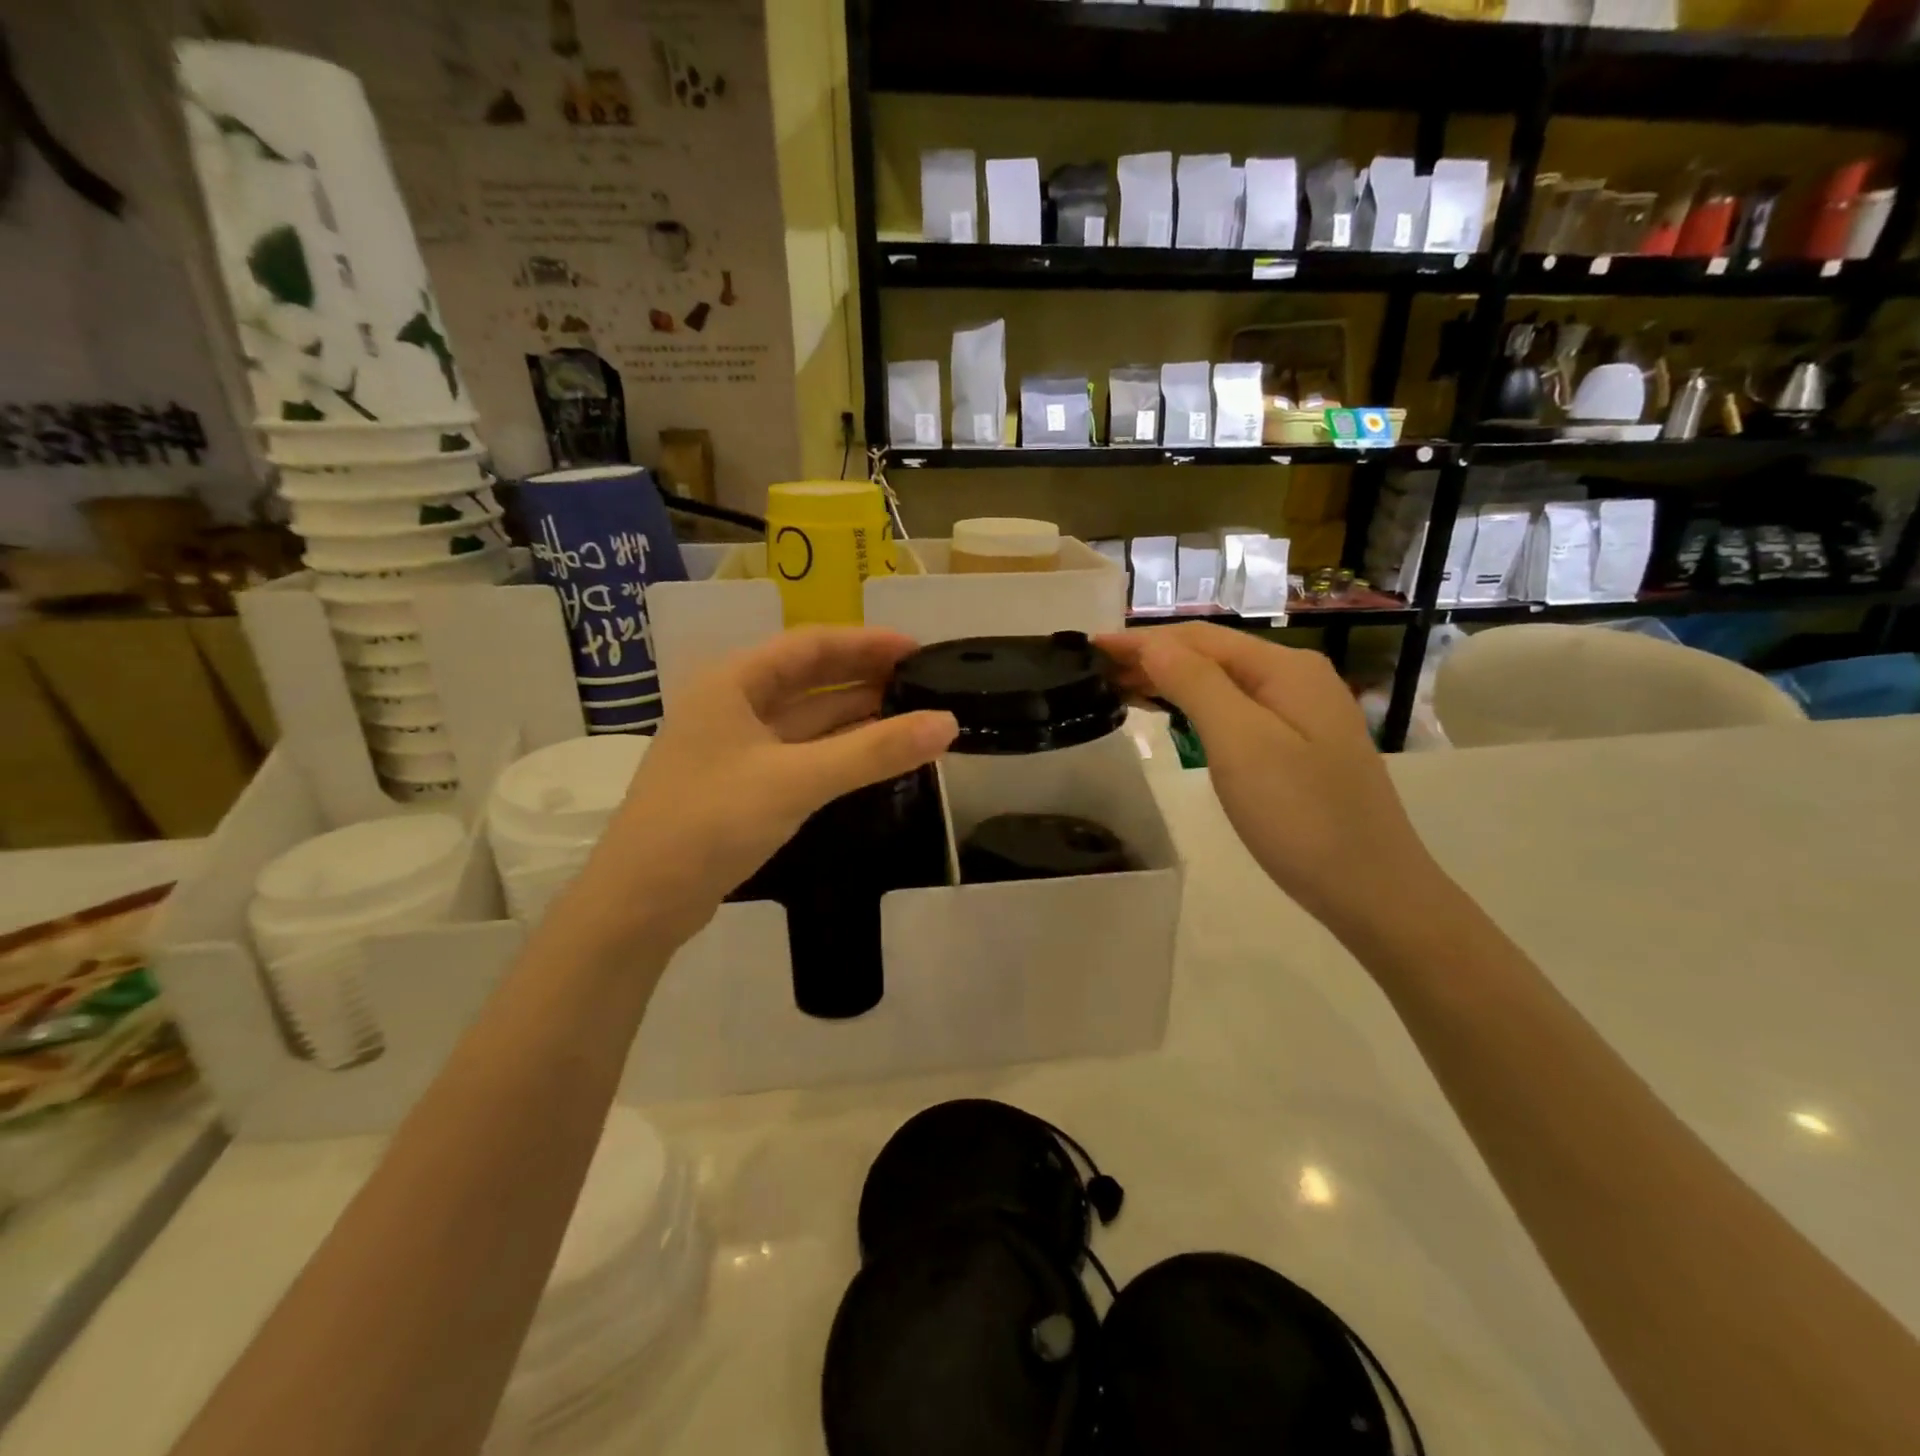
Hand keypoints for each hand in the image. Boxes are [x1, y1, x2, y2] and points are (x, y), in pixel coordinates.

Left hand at [568, 627, 957, 948]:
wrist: (640, 901)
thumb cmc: (710, 822)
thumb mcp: (797, 780)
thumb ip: (873, 752)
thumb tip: (947, 723)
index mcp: (733, 682)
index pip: (811, 644)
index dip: (867, 643)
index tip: (918, 650)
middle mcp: (732, 704)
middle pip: (809, 678)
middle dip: (864, 677)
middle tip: (923, 683)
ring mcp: (734, 746)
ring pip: (806, 718)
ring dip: (854, 715)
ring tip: (910, 714)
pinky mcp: (741, 784)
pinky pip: (799, 752)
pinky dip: (837, 749)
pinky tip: (871, 754)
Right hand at [1098, 623, 1439, 940]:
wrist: (1372, 889)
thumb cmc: (1301, 817)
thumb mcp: (1241, 744)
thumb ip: (1196, 684)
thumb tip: (1152, 644)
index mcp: (1285, 669)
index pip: (1198, 639)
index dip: (1141, 640)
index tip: (1089, 647)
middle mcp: (1296, 678)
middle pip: (1212, 654)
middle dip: (1152, 656)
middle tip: (1094, 672)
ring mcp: (1302, 712)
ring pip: (1222, 681)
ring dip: (1170, 679)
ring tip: (1118, 688)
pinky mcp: (1299, 744)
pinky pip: (1235, 708)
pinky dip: (1194, 705)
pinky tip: (1171, 713)